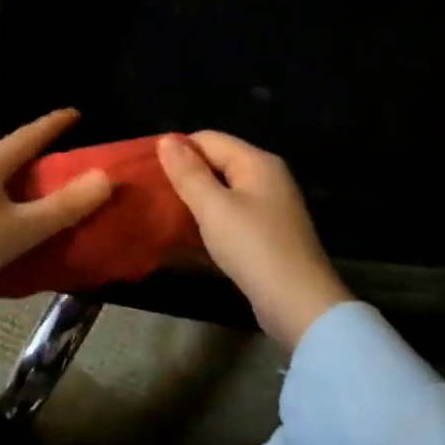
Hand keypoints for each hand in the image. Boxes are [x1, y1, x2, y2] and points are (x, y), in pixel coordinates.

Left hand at [0, 109, 112, 337]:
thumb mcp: (23, 229)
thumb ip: (66, 206)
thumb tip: (105, 177)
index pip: (31, 134)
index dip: (55, 124)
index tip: (75, 113)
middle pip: (8, 151)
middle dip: (32, 153)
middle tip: (56, 164)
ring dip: (11, 176)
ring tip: (29, 193)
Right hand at [157, 132, 350, 349]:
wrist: (298, 305)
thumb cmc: (253, 247)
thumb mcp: (213, 207)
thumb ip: (188, 172)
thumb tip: (165, 139)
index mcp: (257, 162)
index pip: (208, 139)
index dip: (177, 150)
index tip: (146, 170)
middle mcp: (267, 178)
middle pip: (216, 163)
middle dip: (184, 175)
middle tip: (150, 193)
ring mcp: (269, 208)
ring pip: (222, 192)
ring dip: (194, 200)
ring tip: (161, 212)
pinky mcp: (266, 235)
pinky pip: (230, 215)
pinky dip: (209, 220)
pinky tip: (186, 235)